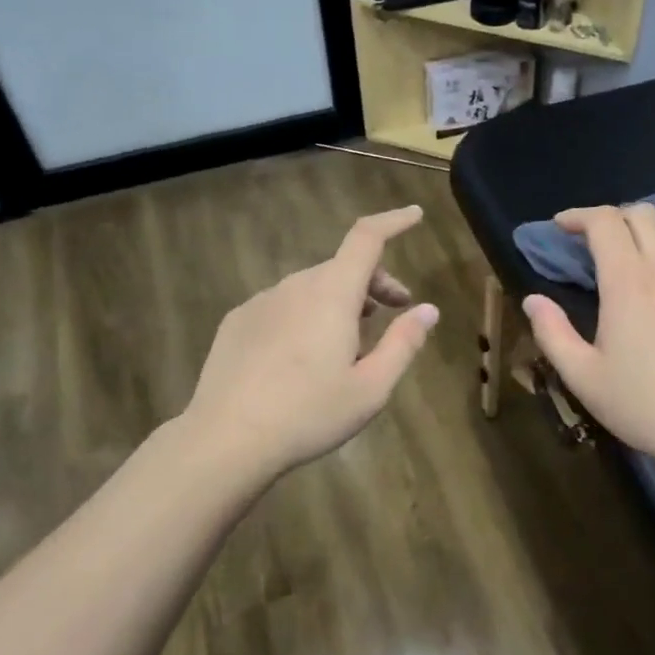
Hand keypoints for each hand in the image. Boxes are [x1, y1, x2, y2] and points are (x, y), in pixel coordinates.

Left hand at [184, 206, 438, 478]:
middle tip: (393, 313)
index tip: (415, 215)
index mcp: (332, 294)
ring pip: (312, 288)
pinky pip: (283, 306)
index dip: (394, 222)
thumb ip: (403, 343)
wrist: (226, 439)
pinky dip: (305, 315)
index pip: (367, 238)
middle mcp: (295, 286)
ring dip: (339, 301)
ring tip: (349, 343)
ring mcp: (261, 302)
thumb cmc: (309, 414)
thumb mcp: (371, 388)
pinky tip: (303, 357)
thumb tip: (428, 310)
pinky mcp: (237, 322)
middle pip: (342, 267)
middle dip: (374, 282)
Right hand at [522, 204, 654, 478]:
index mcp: (628, 283)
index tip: (559, 227)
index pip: (605, 222)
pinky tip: (650, 302)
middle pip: (642, 215)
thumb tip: (533, 300)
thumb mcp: (582, 376)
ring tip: (616, 267)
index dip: (578, 216)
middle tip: (586, 240)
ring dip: (637, 238)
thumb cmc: (642, 404)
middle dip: (610, 216)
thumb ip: (552, 333)